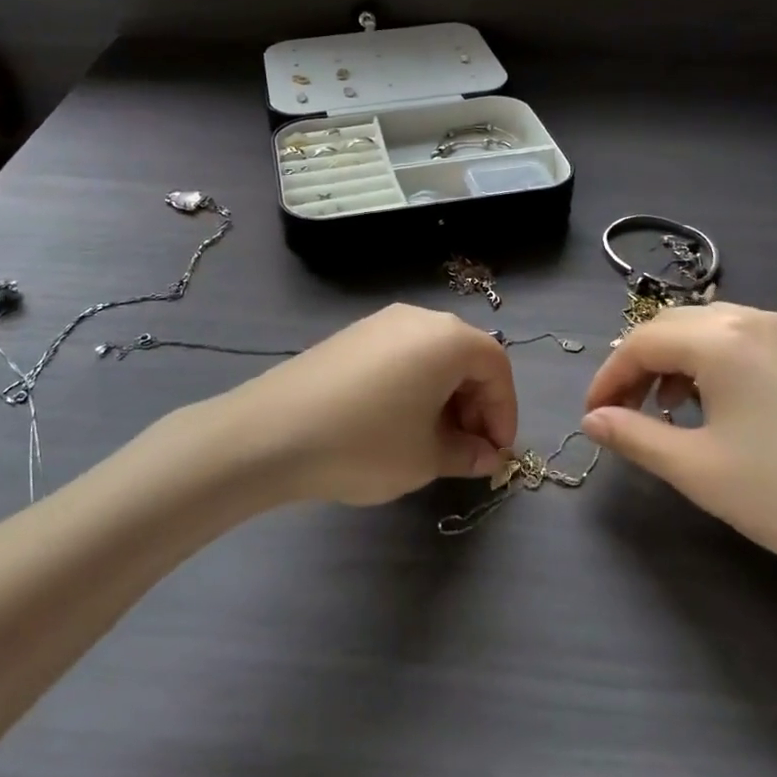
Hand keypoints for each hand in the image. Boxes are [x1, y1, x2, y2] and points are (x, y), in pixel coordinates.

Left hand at [210, 304, 518, 506]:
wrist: (271, 432)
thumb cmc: (365, 443)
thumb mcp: (425, 458)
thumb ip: (466, 453)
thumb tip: (485, 454)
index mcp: (447, 338)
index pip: (497, 367)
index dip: (504, 411)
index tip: (495, 453)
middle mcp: (418, 318)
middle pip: (466, 356)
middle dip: (476, 404)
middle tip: (467, 450)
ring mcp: (381, 322)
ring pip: (433, 355)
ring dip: (446, 396)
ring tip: (433, 441)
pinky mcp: (352, 335)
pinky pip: (402, 355)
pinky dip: (415, 385)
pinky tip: (397, 422)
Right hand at [582, 304, 776, 607]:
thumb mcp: (698, 470)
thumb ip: (634, 436)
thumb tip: (592, 420)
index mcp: (723, 338)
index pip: (642, 342)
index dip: (608, 376)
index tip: (592, 415)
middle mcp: (755, 320)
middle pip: (673, 327)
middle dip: (638, 364)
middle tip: (621, 411)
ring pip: (709, 331)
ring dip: (675, 362)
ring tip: (666, 411)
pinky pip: (744, 343)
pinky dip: (713, 365)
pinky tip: (716, 406)